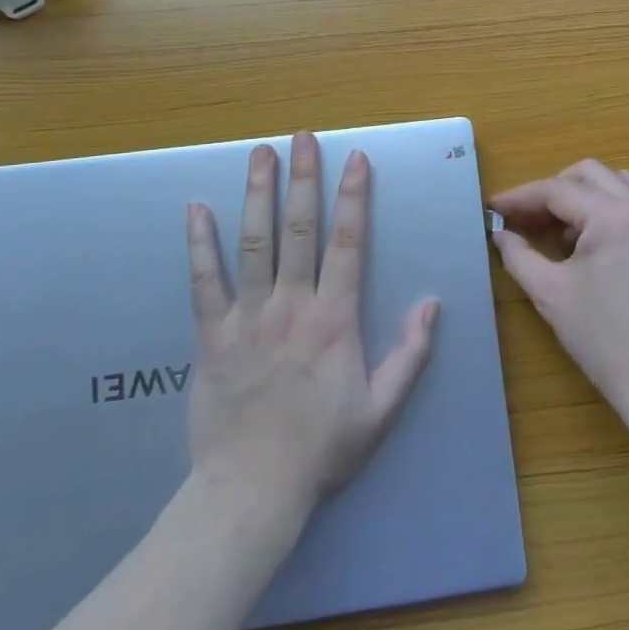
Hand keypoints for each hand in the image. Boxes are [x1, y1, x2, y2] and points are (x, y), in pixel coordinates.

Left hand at [185, 133, 438, 520]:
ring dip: (258, 195)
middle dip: (304, 179)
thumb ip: (411, 355)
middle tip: (304, 138)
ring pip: (254, 244)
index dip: (353, 198)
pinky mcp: (212, 335)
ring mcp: (249, 317)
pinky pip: (204, 281)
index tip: (355, 159)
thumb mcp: (382, 410)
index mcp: (335, 321)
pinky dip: (199, 243)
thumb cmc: (322, 449)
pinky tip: (195, 208)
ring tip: (260, 153)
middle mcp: (293, 306)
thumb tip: (432, 304)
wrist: (252, 492)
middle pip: (300, 230)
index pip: (348, 245)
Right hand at [491, 160, 628, 421]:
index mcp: (613, 217)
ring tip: (564, 232)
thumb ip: (518, 255)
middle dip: (554, 188)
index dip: (521, 197)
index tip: (493, 207)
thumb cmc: (601, 338)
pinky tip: (597, 251)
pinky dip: (613, 215)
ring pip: (621, 186)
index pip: (558, 190)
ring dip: (587, 197)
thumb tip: (501, 233)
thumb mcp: (549, 293)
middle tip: (528, 217)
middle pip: (591, 174)